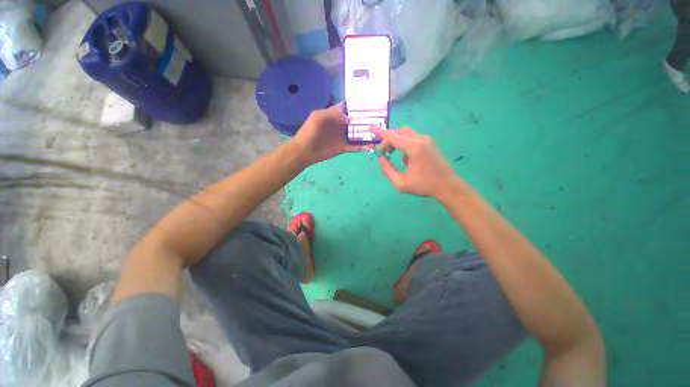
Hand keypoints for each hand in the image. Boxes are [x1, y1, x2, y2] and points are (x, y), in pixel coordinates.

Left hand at [292, 102, 371, 165]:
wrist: (304, 151)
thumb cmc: (310, 131)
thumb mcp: (319, 117)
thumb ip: (334, 114)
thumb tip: (351, 119)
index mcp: (335, 114)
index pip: (348, 107)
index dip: (358, 105)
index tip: (371, 103)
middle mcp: (341, 125)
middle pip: (356, 121)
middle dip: (367, 119)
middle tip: (380, 119)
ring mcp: (343, 137)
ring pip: (358, 134)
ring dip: (367, 134)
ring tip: (379, 133)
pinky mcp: (344, 148)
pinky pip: (355, 147)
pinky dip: (363, 147)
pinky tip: (371, 147)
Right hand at [371, 127, 460, 199]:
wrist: (447, 186)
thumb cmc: (424, 186)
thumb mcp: (401, 183)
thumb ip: (388, 170)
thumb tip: (381, 159)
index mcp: (413, 149)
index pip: (392, 136)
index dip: (380, 136)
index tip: (372, 137)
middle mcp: (420, 140)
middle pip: (398, 132)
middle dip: (387, 139)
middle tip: (384, 152)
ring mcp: (427, 140)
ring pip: (406, 132)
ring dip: (396, 141)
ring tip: (393, 154)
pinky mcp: (430, 143)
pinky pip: (413, 137)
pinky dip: (405, 144)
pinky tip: (407, 158)